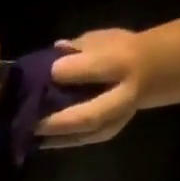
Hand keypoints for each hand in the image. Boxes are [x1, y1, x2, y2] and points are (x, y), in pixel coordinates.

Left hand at [36, 29, 149, 147]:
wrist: (149, 73)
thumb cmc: (118, 51)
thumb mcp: (103, 39)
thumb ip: (79, 48)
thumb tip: (54, 52)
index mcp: (123, 64)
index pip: (97, 68)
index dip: (72, 71)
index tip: (50, 71)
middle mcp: (122, 97)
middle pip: (89, 115)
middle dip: (58, 120)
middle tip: (33, 120)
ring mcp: (115, 120)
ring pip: (83, 133)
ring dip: (55, 136)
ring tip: (30, 133)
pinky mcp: (107, 134)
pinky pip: (81, 141)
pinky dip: (59, 141)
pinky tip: (39, 139)